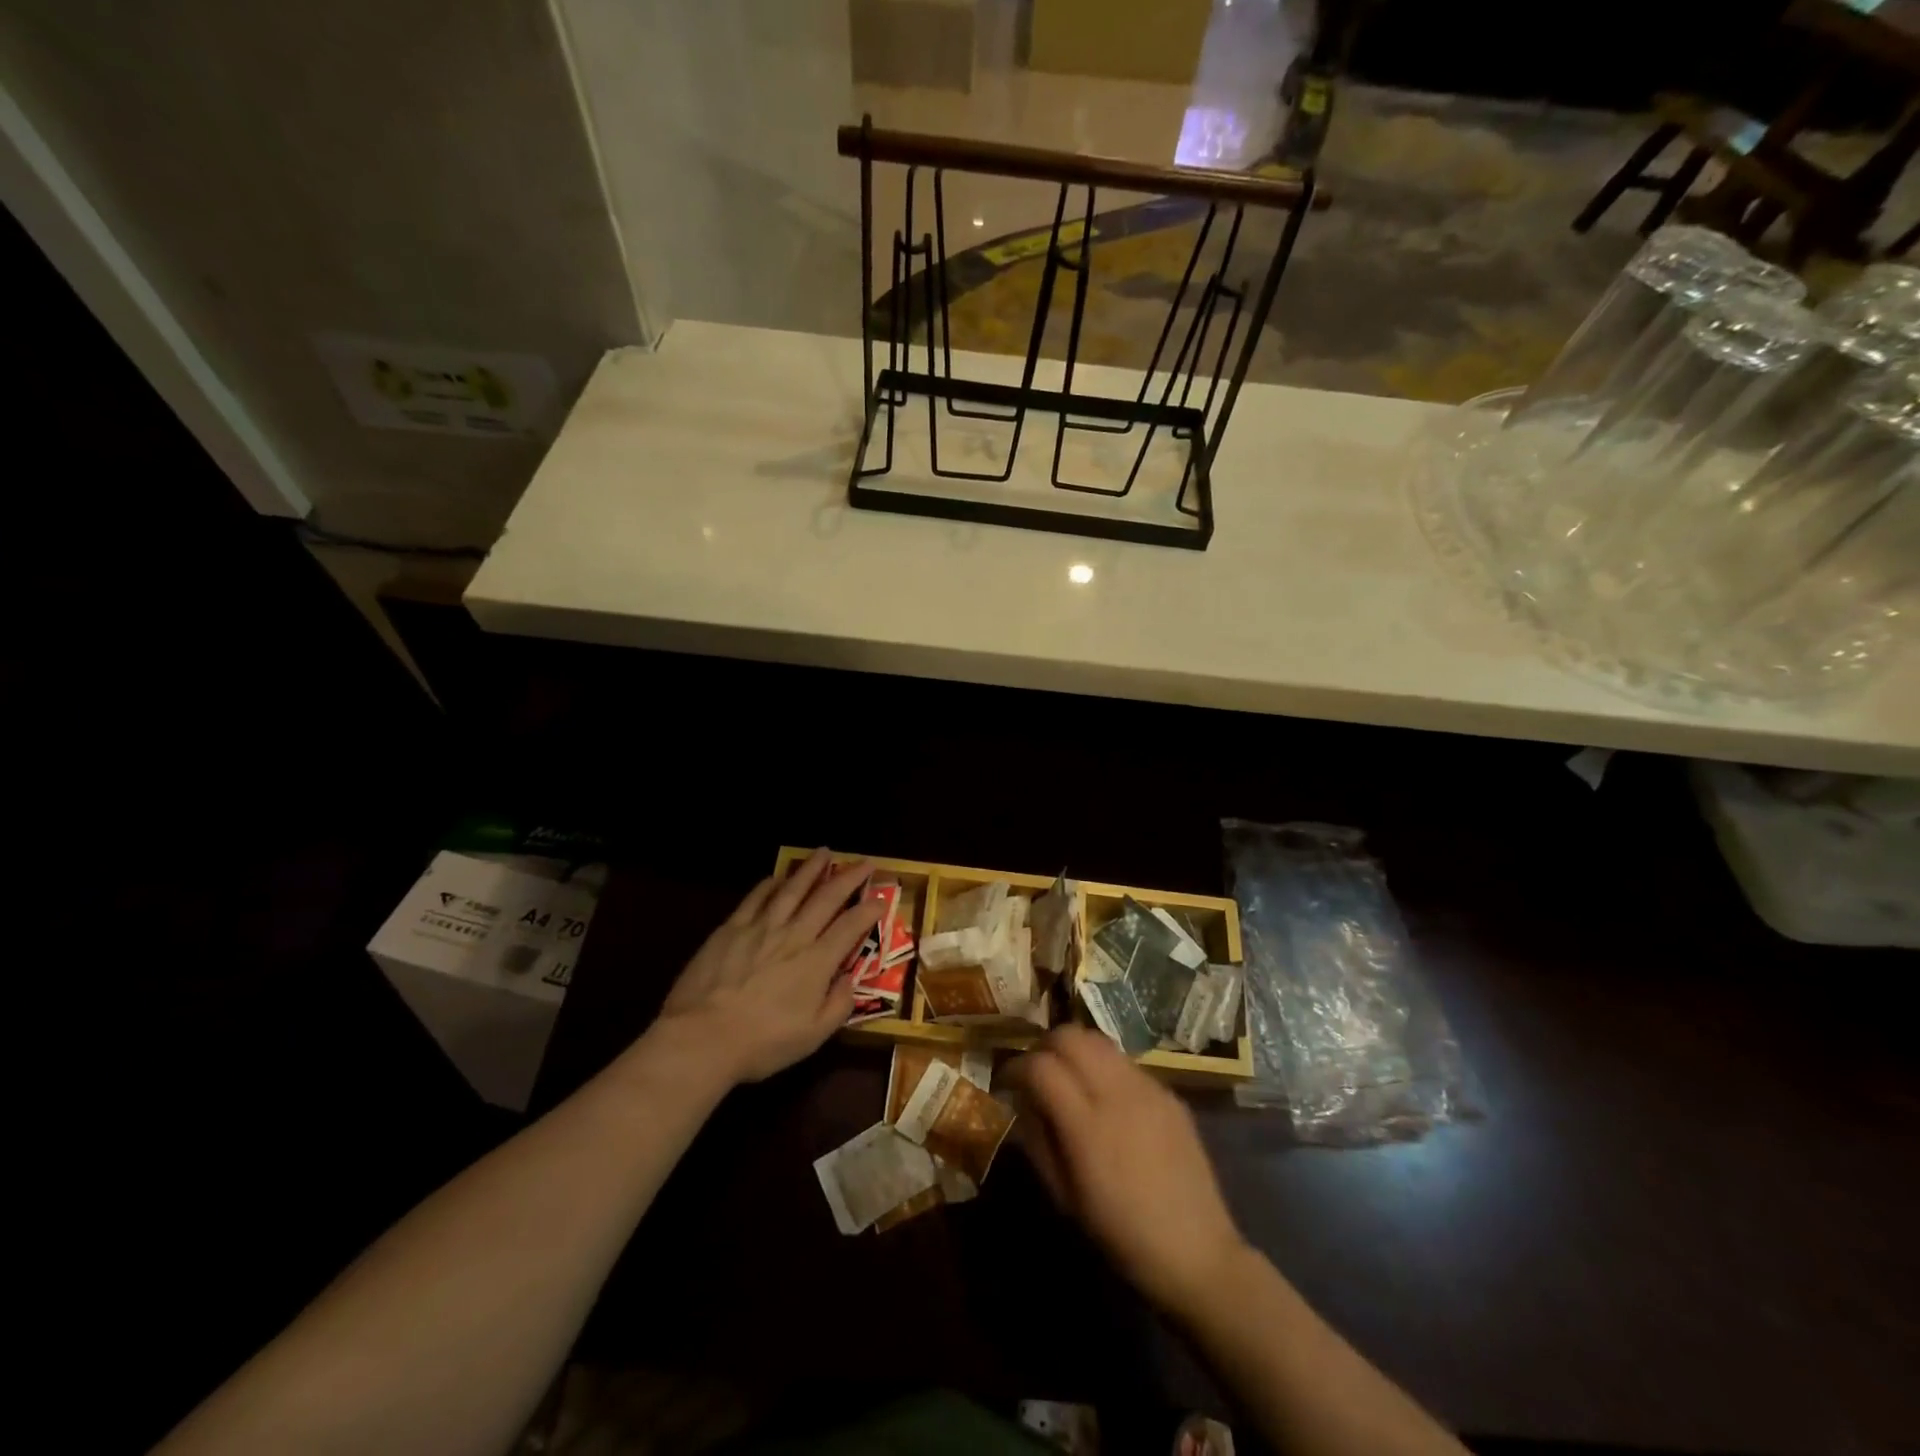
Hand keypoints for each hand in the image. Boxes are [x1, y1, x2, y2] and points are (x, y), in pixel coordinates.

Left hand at [656, 850, 882, 1084]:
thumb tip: (851, 979)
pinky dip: (770, 884)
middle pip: (826, 898)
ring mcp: (761, 928)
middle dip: (849, 878)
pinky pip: (756, 898)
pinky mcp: (731, 928)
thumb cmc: (761, 1043)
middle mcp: (794, 936)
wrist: (701, 1038)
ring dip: (811, 869)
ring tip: (824, 852)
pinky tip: (777, 877)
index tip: (882, 897)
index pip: (851, 927)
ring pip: (792, 889)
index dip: (870, 910)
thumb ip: (838, 1006)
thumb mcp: (812, 1037)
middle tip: (864, 861)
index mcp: (816, 962)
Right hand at [1005, 1025, 1248, 1317]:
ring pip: (1099, 1040)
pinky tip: (1108, 1099)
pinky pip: (1126, 1063)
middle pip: (1069, 1036)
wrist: (1197, 1252)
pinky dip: (1105, 1068)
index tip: (1008, 1081)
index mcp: (1087, 1125)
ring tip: (1071, 1079)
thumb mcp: (1065, 1198)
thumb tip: (1023, 1102)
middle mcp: (1117, 1093)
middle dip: (1045, 1047)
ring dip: (1076, 1051)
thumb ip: (1038, 1141)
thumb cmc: (1121, 1236)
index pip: (1040, 1066)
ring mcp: (1148, 1088)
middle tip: (1038, 1073)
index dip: (1016, 1066)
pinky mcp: (1169, 1092)